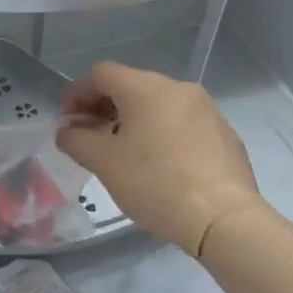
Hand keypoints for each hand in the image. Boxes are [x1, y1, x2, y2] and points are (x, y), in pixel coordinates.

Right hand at [57, 60, 262, 254]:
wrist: (223, 218)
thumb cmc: (155, 183)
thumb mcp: (104, 163)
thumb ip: (76, 140)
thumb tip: (67, 132)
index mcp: (145, 88)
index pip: (101, 73)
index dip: (77, 93)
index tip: (68, 121)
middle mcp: (177, 88)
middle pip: (130, 85)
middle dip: (104, 107)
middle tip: (89, 137)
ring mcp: (206, 109)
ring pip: (157, 104)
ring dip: (132, 120)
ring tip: (123, 152)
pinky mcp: (224, 133)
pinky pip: (181, 122)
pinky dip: (161, 133)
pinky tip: (158, 164)